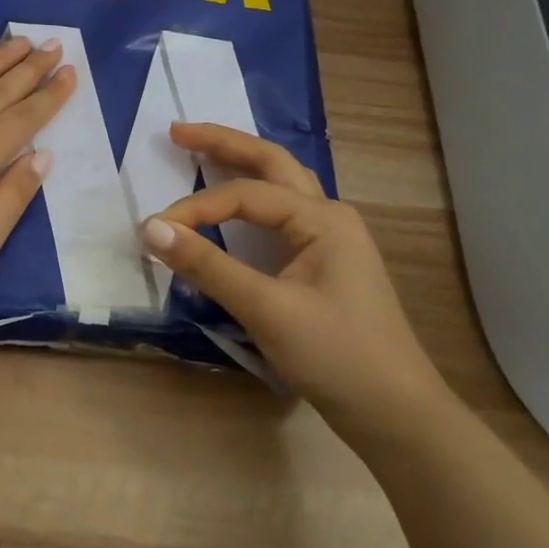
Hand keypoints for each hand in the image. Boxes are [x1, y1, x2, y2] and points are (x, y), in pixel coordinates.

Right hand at [140, 123, 455, 444]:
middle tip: (176, 131)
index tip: (154, 232)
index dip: (194, 208)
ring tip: (202, 152)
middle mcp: (329, 216)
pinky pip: (282, 214)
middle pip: (270, 163)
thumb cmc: (336, 356)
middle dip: (223, 143)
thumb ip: (207, 266)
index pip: (243, 196)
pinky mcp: (325, 264)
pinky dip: (251, 199)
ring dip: (241, 164)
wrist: (398, 416)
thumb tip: (151, 229)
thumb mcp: (266, 309)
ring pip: (281, 185)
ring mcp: (331, 240)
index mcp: (322, 218)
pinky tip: (235, 206)